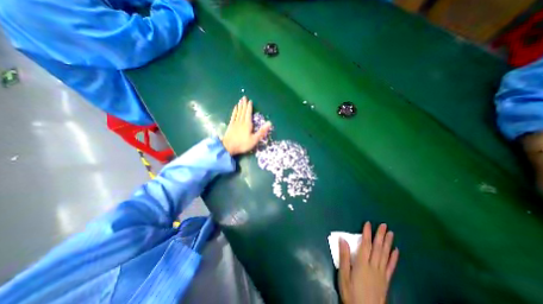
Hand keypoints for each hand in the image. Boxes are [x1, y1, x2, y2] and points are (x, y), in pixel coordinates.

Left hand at [220, 96, 270, 155]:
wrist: (228, 147)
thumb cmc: (243, 144)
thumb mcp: (254, 139)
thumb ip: (262, 131)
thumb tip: (269, 123)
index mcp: (247, 124)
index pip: (248, 113)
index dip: (249, 107)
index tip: (250, 101)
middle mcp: (241, 122)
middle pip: (243, 111)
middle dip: (244, 104)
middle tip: (244, 97)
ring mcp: (235, 123)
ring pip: (238, 112)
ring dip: (240, 106)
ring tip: (240, 100)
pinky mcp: (231, 125)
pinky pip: (233, 116)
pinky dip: (234, 111)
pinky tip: (235, 108)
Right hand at [339, 221, 396, 303]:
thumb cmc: (351, 293)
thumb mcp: (343, 275)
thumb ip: (344, 257)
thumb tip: (343, 239)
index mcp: (362, 264)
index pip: (365, 245)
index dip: (367, 233)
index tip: (368, 223)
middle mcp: (374, 267)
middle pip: (378, 248)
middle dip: (380, 235)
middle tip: (384, 225)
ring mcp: (381, 274)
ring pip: (385, 255)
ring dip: (388, 243)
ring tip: (391, 234)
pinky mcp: (386, 281)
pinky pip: (391, 267)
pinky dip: (394, 258)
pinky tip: (396, 251)